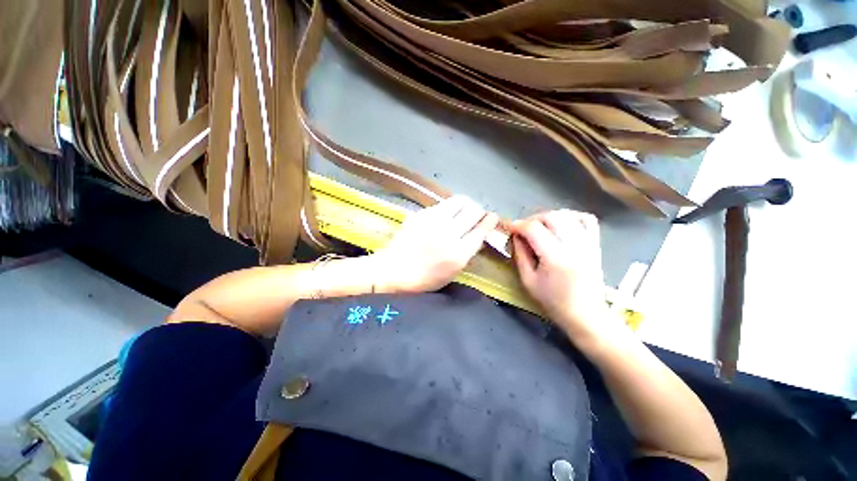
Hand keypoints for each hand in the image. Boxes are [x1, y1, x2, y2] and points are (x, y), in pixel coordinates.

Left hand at [372, 196, 498, 293]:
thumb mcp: (453, 271)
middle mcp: (448, 233)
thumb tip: (479, 233)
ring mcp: (433, 221)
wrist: (393, 270)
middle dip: (479, 211)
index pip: (481, 230)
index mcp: (458, 253)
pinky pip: (443, 204)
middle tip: (476, 215)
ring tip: (463, 210)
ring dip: (466, 204)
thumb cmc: (424, 278)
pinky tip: (445, 215)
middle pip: (473, 211)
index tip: (492, 217)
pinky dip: (449, 208)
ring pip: (459, 201)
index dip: (489, 221)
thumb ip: (468, 251)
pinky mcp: (421, 213)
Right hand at [510, 209, 608, 338]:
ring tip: (539, 226)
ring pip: (567, 215)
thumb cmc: (553, 301)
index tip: (509, 227)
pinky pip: (587, 219)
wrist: (585, 314)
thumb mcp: (528, 281)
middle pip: (551, 217)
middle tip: (523, 229)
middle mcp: (574, 246)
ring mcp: (588, 243)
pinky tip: (562, 224)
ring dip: (549, 216)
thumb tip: (515, 236)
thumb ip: (520, 255)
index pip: (534, 229)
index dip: (518, 225)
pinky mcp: (595, 244)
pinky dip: (572, 216)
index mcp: (555, 258)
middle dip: (532, 219)